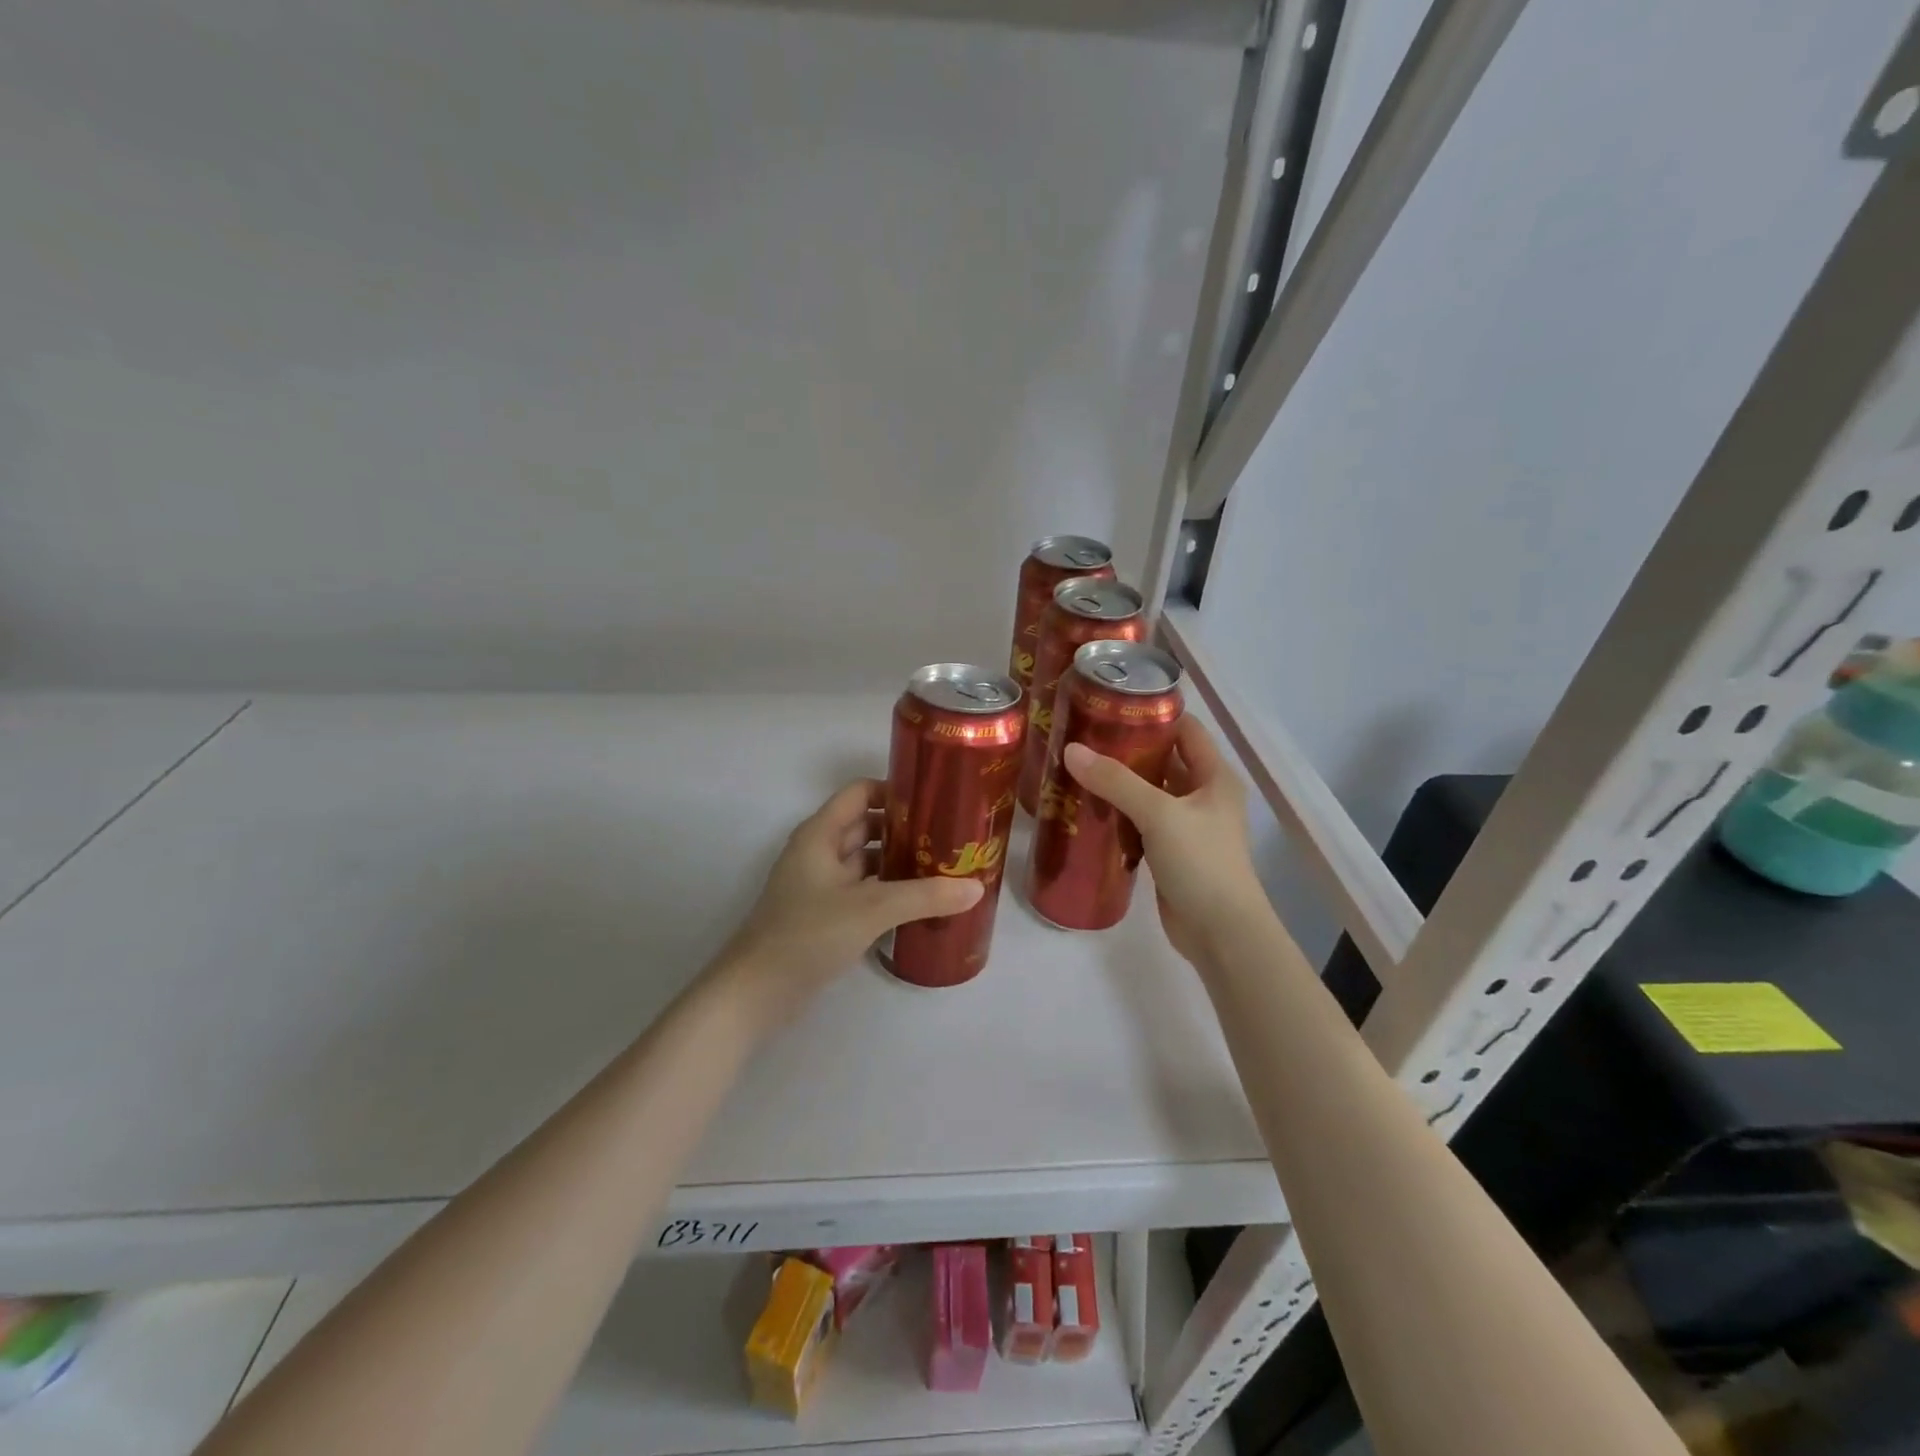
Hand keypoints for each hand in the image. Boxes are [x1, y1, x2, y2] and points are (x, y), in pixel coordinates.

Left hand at [715, 779, 983, 1022]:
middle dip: (906, 829)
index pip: (861, 793)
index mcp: (820, 834)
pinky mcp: (824, 915)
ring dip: (899, 862)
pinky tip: (919, 904)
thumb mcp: (870, 909)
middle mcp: (819, 852)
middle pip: (867, 825)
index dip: (895, 791)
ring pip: (866, 861)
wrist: (755, 993)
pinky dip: (888, 891)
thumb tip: (976, 888)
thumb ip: (924, 896)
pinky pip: (862, 891)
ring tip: (944, 868)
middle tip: (950, 837)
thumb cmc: (807, 934)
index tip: (936, 801)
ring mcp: (820, 885)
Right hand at [1062, 718, 1265, 966]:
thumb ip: (1116, 781)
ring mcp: (1187, 826)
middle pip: (1164, 760)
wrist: (1220, 932)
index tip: (1111, 705)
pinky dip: (1119, 814)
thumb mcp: (1159, 814)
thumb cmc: (1201, 862)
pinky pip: (1141, 822)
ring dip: (1120, 783)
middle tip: (1083, 737)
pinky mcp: (1170, 852)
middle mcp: (1204, 795)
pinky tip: (1088, 808)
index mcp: (1215, 776)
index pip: (1186, 730)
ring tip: (1078, 767)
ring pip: (1150, 793)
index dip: (1154, 715)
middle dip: (1128, 749)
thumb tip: (1071, 750)